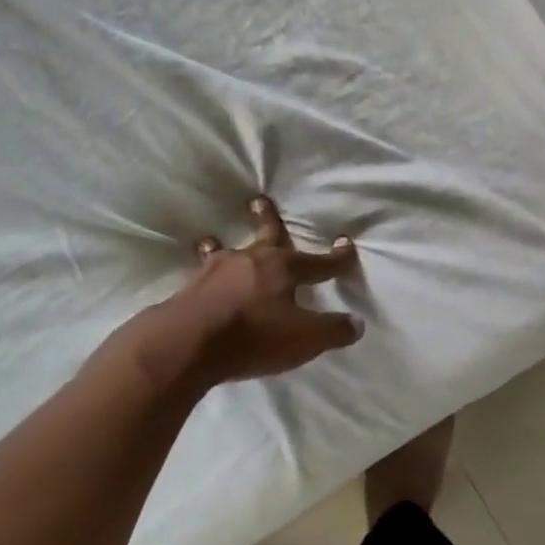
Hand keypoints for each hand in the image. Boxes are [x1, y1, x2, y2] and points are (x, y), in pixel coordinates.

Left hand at [176, 196, 363, 384]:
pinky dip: (203, 270)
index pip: (319, 262)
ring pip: (227, 251)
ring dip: (223, 244)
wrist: (188, 343)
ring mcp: (217, 271)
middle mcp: (253, 261)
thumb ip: (332, 331)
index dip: (336, 257)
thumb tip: (356, 324)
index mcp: (285, 269)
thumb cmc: (254, 336)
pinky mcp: (190, 287)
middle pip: (266, 235)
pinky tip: (198, 275)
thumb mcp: (304, 339)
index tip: (345, 243)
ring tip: (213, 239)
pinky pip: (202, 272)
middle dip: (269, 219)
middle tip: (260, 201)